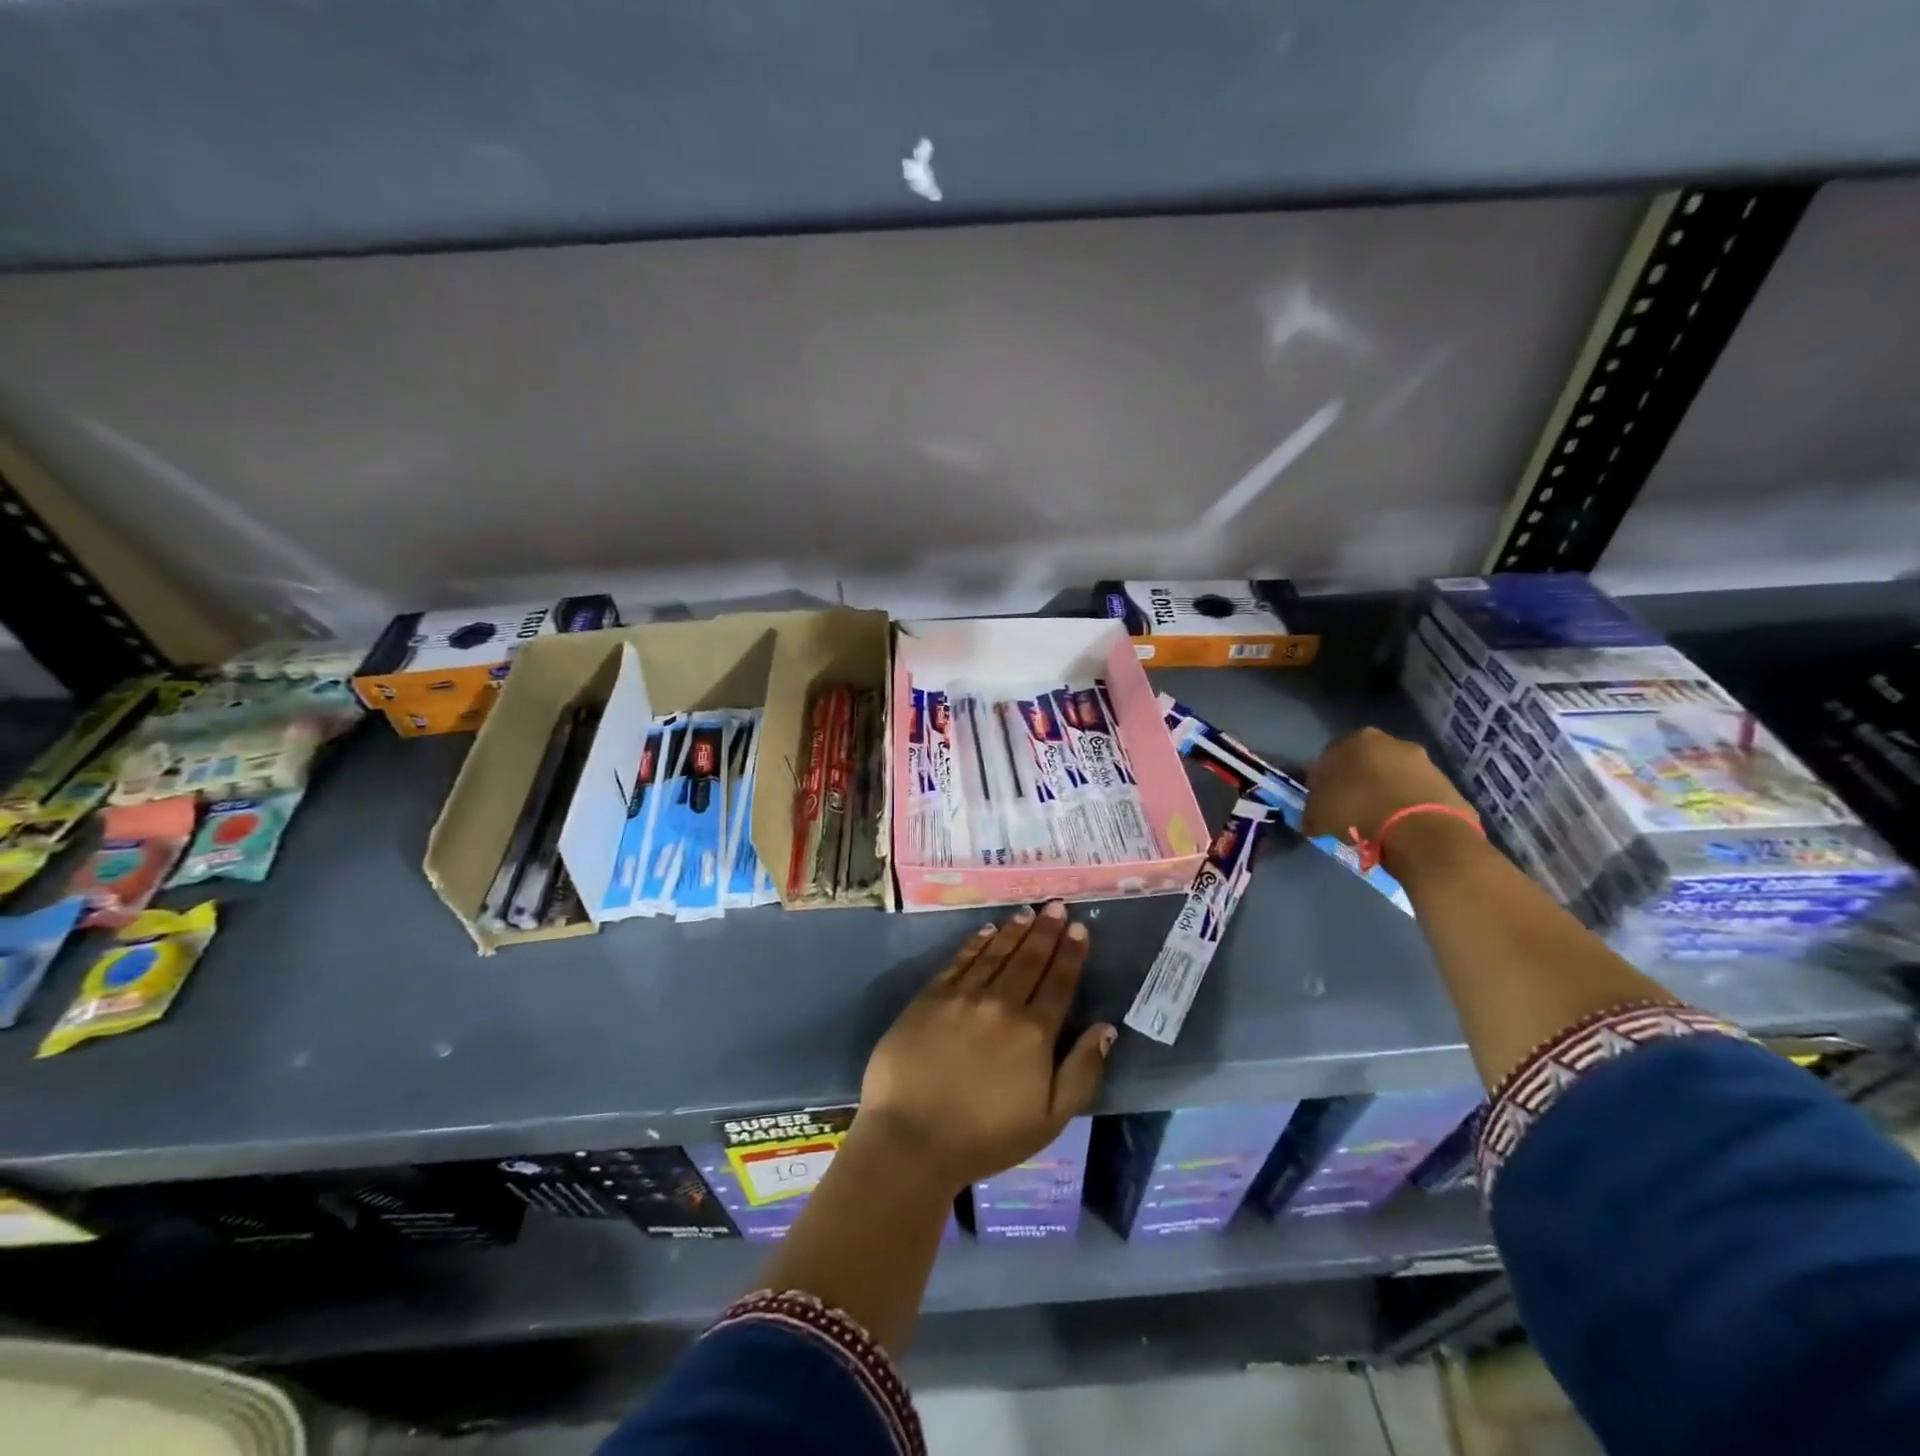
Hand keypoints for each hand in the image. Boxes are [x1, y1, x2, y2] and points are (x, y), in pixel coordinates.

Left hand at [854, 902, 1114, 1192]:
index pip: (1059, 982)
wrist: (912, 1138)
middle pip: (1029, 959)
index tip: (1079, 928)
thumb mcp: (1049, 1119)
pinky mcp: (930, 997)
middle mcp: (1001, 1004)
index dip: (1071, 953)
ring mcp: (962, 996)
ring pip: (995, 953)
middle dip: (1046, 931)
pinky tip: (987, 931)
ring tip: (1028, 913)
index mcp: (1034, 1032)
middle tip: (1057, 906)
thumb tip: (1106, 1028)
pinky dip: (976, 943)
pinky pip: (959, 960)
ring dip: (1015, 930)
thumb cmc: (986, 1137)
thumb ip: (1082, 1071)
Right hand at [1303, 726, 1472, 845]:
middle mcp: (1389, 741)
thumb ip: (1312, 812)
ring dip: (1385, 793)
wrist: (1421, 829)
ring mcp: (1422, 760)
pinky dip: (1407, 805)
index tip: (1322, 802)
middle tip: (1351, 810)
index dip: (1323, 781)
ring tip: (1378, 821)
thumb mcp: (1318, 816)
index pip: (1329, 756)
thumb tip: (1312, 821)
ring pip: (1393, 776)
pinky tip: (1401, 826)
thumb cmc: (1358, 811)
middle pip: (1365, 762)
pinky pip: (1416, 793)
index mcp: (1354, 740)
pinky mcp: (1445, 782)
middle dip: (1358, 782)